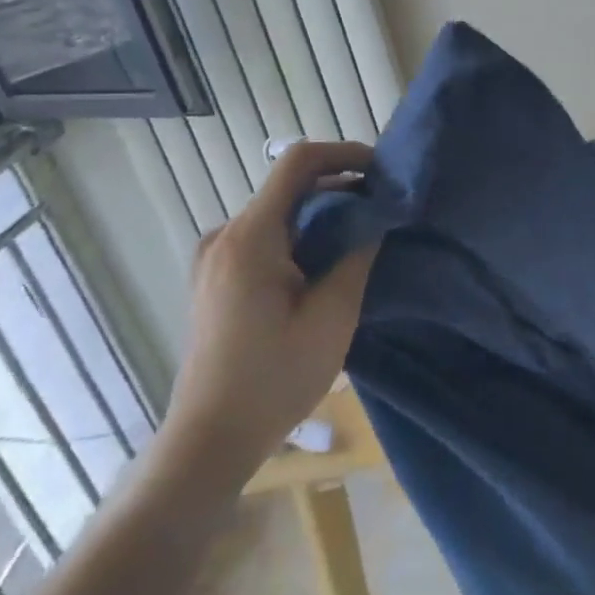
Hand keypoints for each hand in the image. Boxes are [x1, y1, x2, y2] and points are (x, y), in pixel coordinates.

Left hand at [153, 141, 377, 501]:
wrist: (210, 440)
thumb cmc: (275, 378)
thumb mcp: (333, 314)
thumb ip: (358, 253)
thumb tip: (377, 214)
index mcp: (250, 237)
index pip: (298, 162)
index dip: (345, 154)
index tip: (383, 172)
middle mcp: (225, 236)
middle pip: (289, 186)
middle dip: (341, 188)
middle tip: (384, 210)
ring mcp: (215, 257)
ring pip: (279, 212)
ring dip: (322, 214)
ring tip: (362, 238)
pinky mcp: (216, 278)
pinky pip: (265, 237)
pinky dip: (301, 235)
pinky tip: (326, 264)